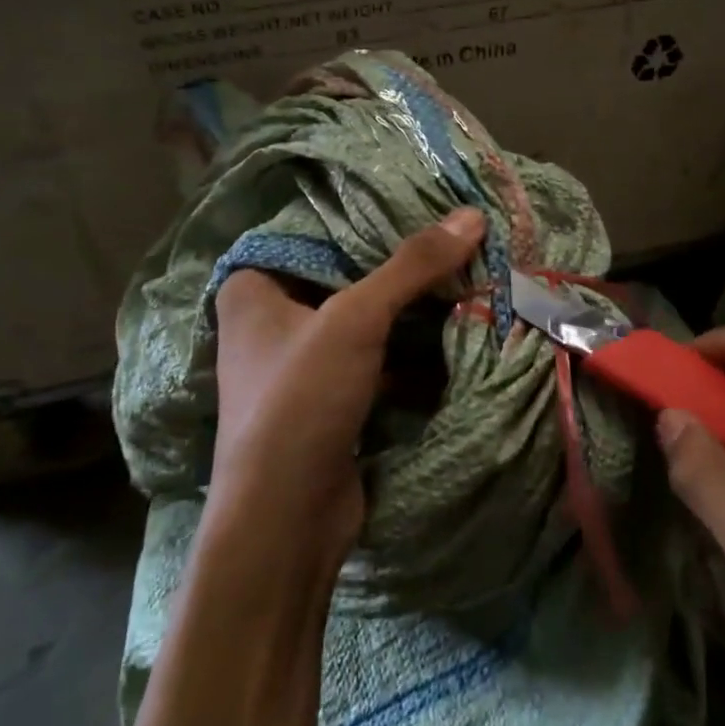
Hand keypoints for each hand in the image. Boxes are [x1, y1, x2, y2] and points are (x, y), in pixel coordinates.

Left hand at [208, 207, 485, 572]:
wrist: (286, 518)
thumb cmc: (301, 398)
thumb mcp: (356, 319)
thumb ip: (412, 265)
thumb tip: (472, 214)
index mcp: (251, 290)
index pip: (314, 236)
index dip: (366, 223)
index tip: (421, 207)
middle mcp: (269, 323)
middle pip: (344, 279)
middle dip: (398, 271)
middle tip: (453, 244)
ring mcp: (300, 366)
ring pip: (363, 323)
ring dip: (408, 313)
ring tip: (463, 282)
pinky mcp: (328, 402)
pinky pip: (373, 361)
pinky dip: (407, 353)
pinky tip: (452, 336)